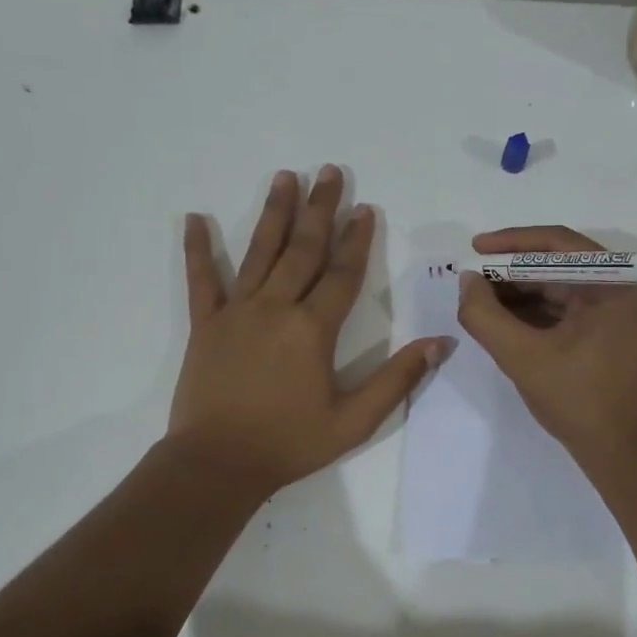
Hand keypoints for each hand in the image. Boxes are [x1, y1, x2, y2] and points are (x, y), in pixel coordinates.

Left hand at [168, 167, 448, 496]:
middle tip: (330, 172)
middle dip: (320, 209)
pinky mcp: (205, 325)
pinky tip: (195, 218)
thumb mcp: (355, 421)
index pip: (342, 274)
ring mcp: (236, 312)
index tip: (365, 209)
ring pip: (259, 252)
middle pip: (303, 249)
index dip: (357, 240)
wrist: (218, 464)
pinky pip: (202, 280)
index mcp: (313, 329)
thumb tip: (441, 344)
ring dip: (275, 213)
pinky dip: (198, 249)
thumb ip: (398, 379)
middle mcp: (276, 308)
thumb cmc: (290, 443)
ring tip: (285, 177)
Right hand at [456, 226, 636, 464]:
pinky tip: (503, 318)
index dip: (511, 244)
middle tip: (471, 280)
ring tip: (480, 300)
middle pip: (559, 264)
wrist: (627, 454)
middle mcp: (627, 286)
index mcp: (619, 282)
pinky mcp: (614, 331)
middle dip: (512, 272)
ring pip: (562, 287)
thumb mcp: (523, 357)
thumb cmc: (580, 401)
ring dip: (521, 292)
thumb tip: (467, 281)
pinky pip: (569, 309)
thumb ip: (485, 316)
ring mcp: (622, 310)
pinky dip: (537, 312)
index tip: (474, 248)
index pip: (558, 244)